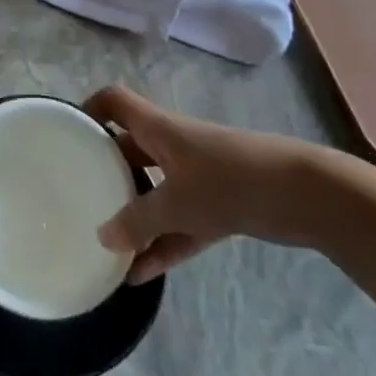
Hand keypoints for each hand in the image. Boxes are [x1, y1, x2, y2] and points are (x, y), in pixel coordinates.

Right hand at [89, 86, 348, 282]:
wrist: (306, 195)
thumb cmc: (230, 180)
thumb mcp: (177, 203)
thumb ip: (138, 221)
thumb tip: (103, 238)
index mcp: (158, 128)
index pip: (114, 102)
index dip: (90, 110)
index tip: (69, 135)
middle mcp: (173, 146)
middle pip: (130, 149)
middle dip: (106, 171)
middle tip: (79, 196)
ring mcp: (197, 176)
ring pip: (155, 192)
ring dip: (135, 217)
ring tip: (106, 245)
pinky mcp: (219, 205)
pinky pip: (180, 224)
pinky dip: (163, 244)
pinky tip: (141, 274)